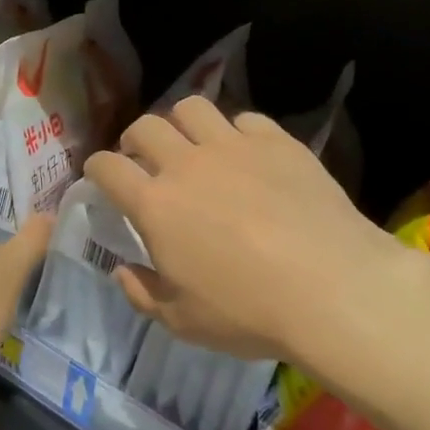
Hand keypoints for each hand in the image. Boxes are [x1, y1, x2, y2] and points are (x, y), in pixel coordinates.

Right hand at [86, 96, 402, 370]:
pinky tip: (247, 154)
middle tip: (144, 158)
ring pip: (191, 107)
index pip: (107, 167)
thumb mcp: (183, 321)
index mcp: (155, 204)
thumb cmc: (249, 312)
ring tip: (192, 143)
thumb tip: (122, 270)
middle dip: (134, 139)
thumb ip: (142, 293)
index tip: (100, 176)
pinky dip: (237, 132)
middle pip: (145, 127)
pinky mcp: (276, 141)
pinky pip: (245, 119)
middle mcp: (186, 163)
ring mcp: (233, 146)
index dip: (96, 168)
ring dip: (182, 123)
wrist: (333, 289)